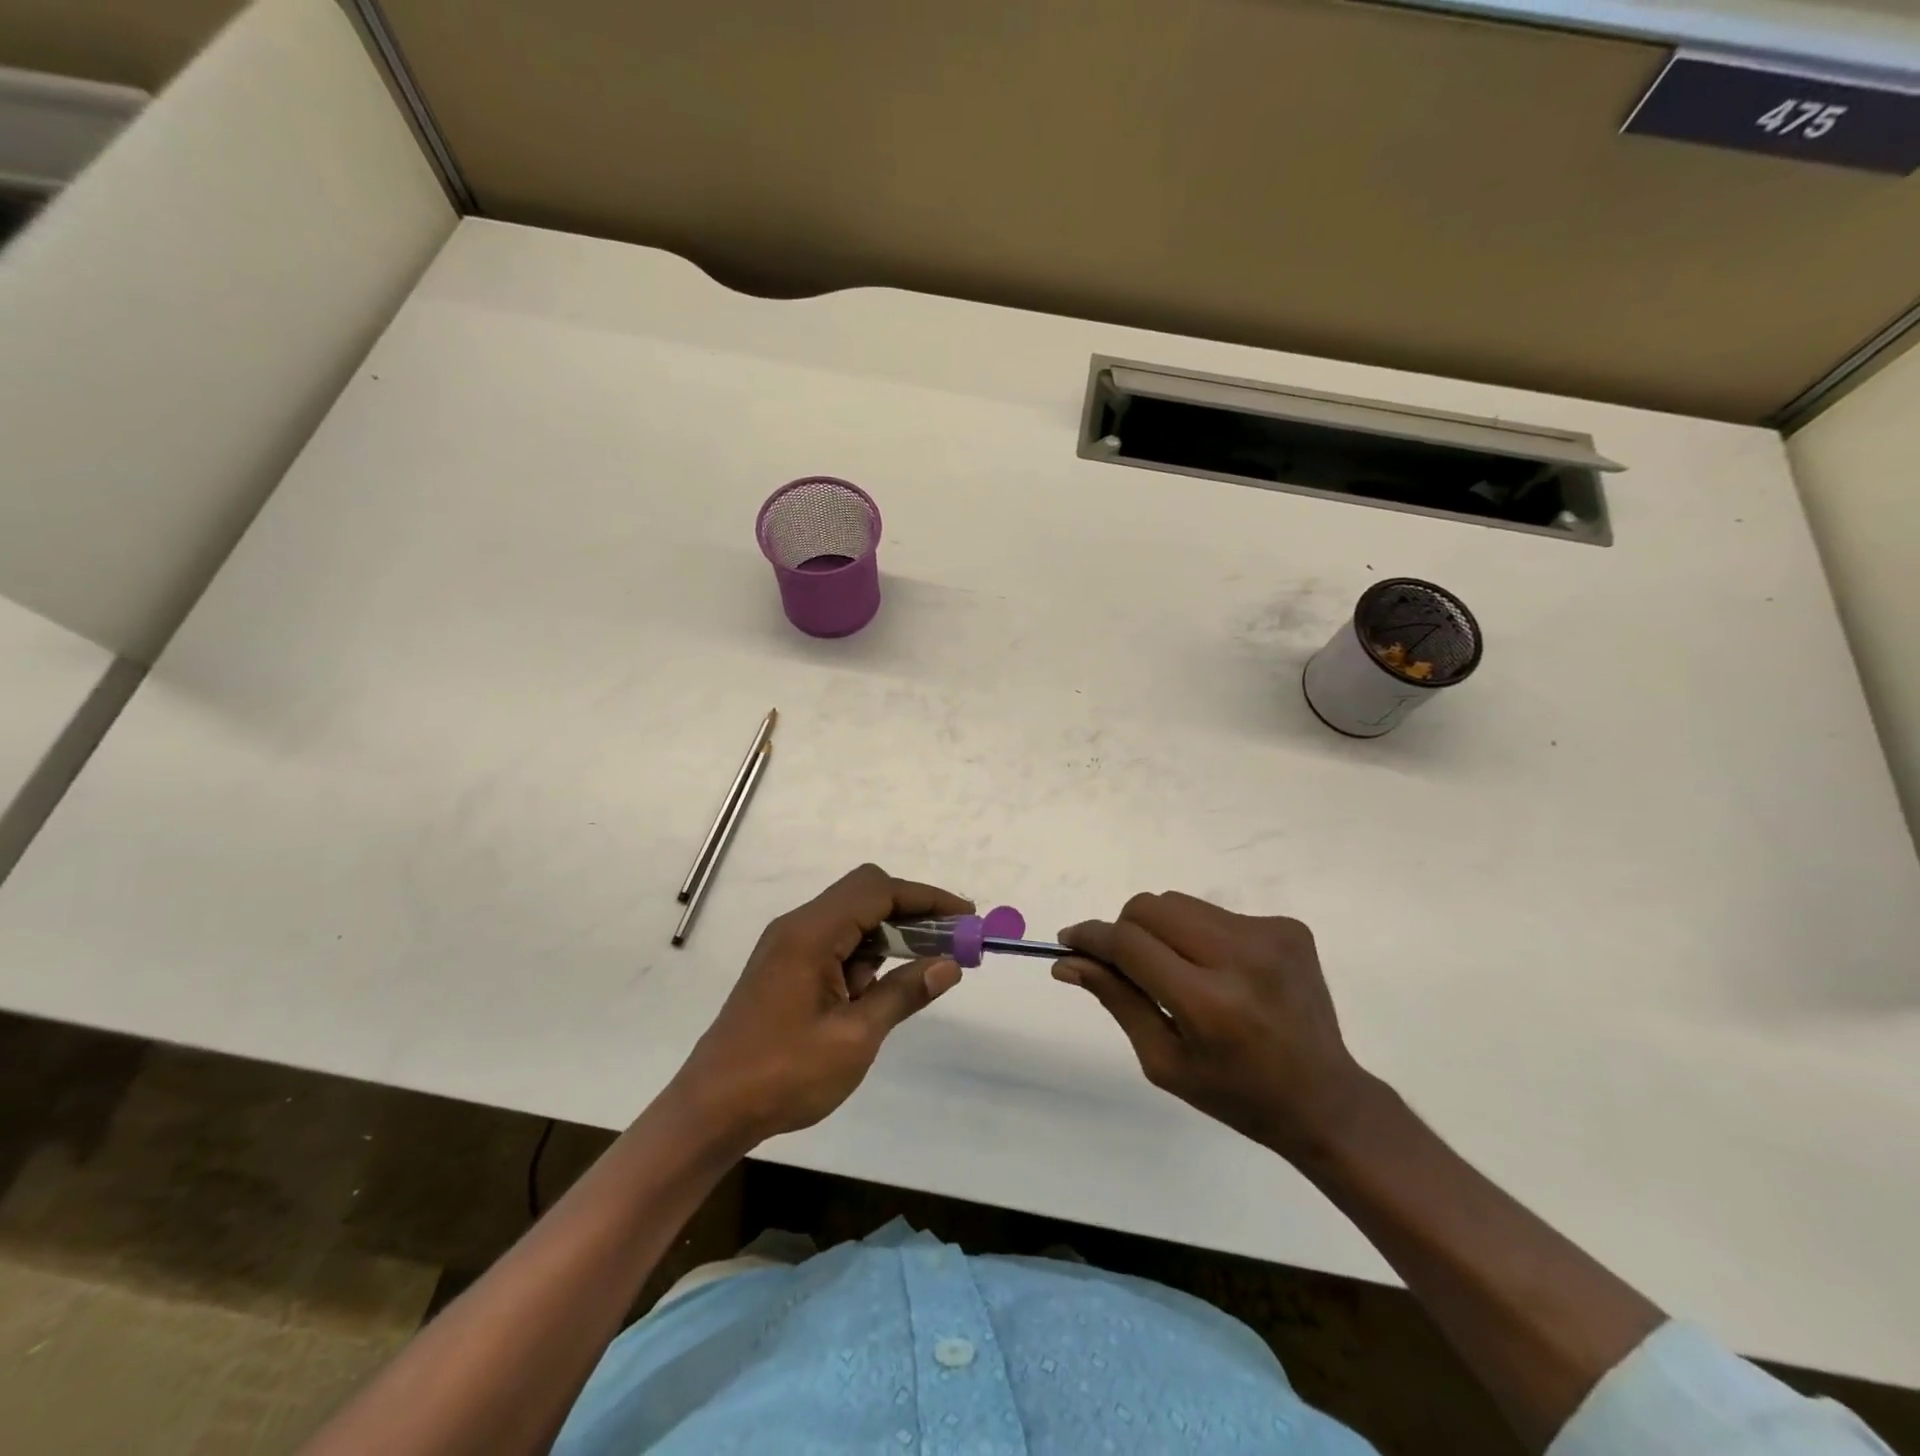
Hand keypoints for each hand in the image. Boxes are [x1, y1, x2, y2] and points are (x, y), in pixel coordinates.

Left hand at [668, 864, 969, 1147]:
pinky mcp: (784, 966)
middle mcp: (798, 927)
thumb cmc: (784, 1075)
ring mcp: (788, 945)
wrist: (711, 1110)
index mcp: (811, 934)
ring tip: (925, 967)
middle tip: (949, 941)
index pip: (878, 891)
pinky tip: (880, 988)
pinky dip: (865, 953)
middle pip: (864, 894)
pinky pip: (834, 941)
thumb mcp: (854, 1038)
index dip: (926, 898)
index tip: (966, 917)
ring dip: (889, 934)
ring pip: (850, 917)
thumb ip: (903, 993)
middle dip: (912, 911)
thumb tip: (949, 965)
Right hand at [1056, 892, 1372, 1161]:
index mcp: (1209, 1003)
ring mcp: (1270, 936)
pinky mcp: (1288, 926)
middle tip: (1130, 967)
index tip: (1069, 942)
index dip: (1092, 937)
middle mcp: (1241, 957)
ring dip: (1163, 930)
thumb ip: (1116, 999)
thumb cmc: (1235, 1094)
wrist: (1325, 1099)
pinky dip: (1201, 935)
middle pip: (1151, 907)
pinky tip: (1220, 973)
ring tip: (1180, 972)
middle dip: (1126, 930)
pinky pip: (1216, 912)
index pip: (1129, 944)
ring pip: (1180, 903)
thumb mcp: (1163, 1060)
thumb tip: (1067, 961)